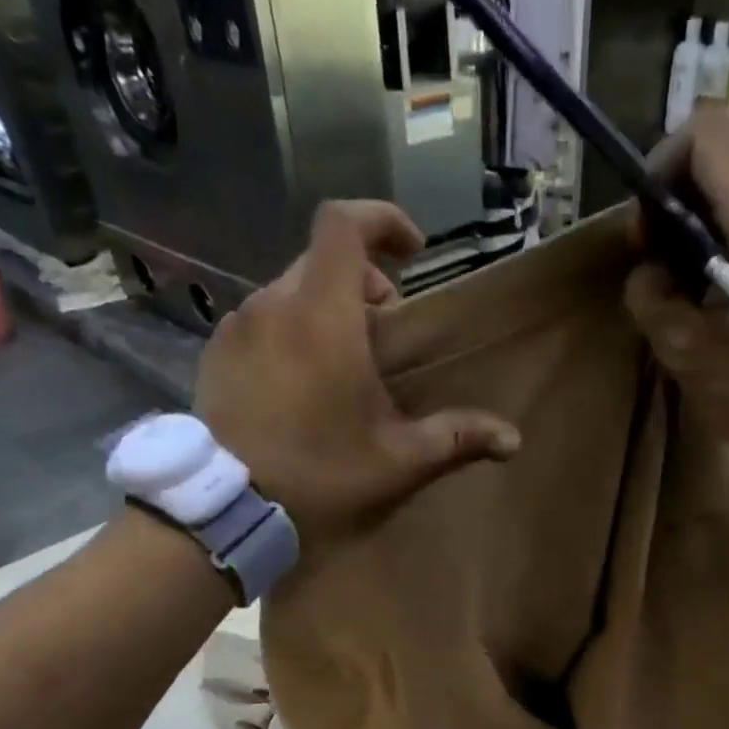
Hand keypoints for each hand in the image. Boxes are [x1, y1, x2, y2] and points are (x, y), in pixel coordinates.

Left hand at [196, 201, 520, 554]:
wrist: (226, 508)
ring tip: (344, 362)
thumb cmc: (319, 474)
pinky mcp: (216, 352)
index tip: (412, 251)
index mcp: (323, 315)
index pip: (344, 223)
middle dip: (363, 281)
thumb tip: (512, 439)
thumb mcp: (397, 460)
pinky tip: (300, 382)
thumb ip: (455, 438)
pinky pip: (261, 320)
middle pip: (322, 259)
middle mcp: (274, 304)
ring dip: (325, 308)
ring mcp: (238, 326)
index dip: (382, 220)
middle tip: (386, 329)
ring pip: (290, 290)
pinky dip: (290, 330)